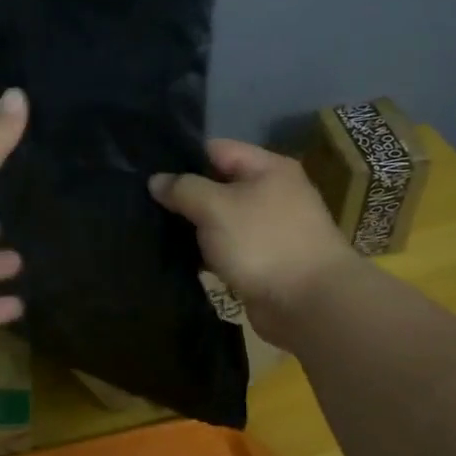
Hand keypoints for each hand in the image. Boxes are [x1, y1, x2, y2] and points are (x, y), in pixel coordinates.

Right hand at [150, 139, 356, 345]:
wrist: (311, 305)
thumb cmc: (264, 243)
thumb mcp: (216, 207)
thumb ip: (183, 189)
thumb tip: (156, 181)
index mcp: (268, 168)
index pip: (216, 149)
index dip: (182, 158)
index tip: (148, 172)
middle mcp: (272, 193)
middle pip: (218, 185)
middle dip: (184, 196)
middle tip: (144, 204)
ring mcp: (269, 230)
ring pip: (220, 221)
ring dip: (194, 229)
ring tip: (153, 231)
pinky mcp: (264, 262)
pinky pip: (228, 250)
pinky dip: (207, 254)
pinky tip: (178, 259)